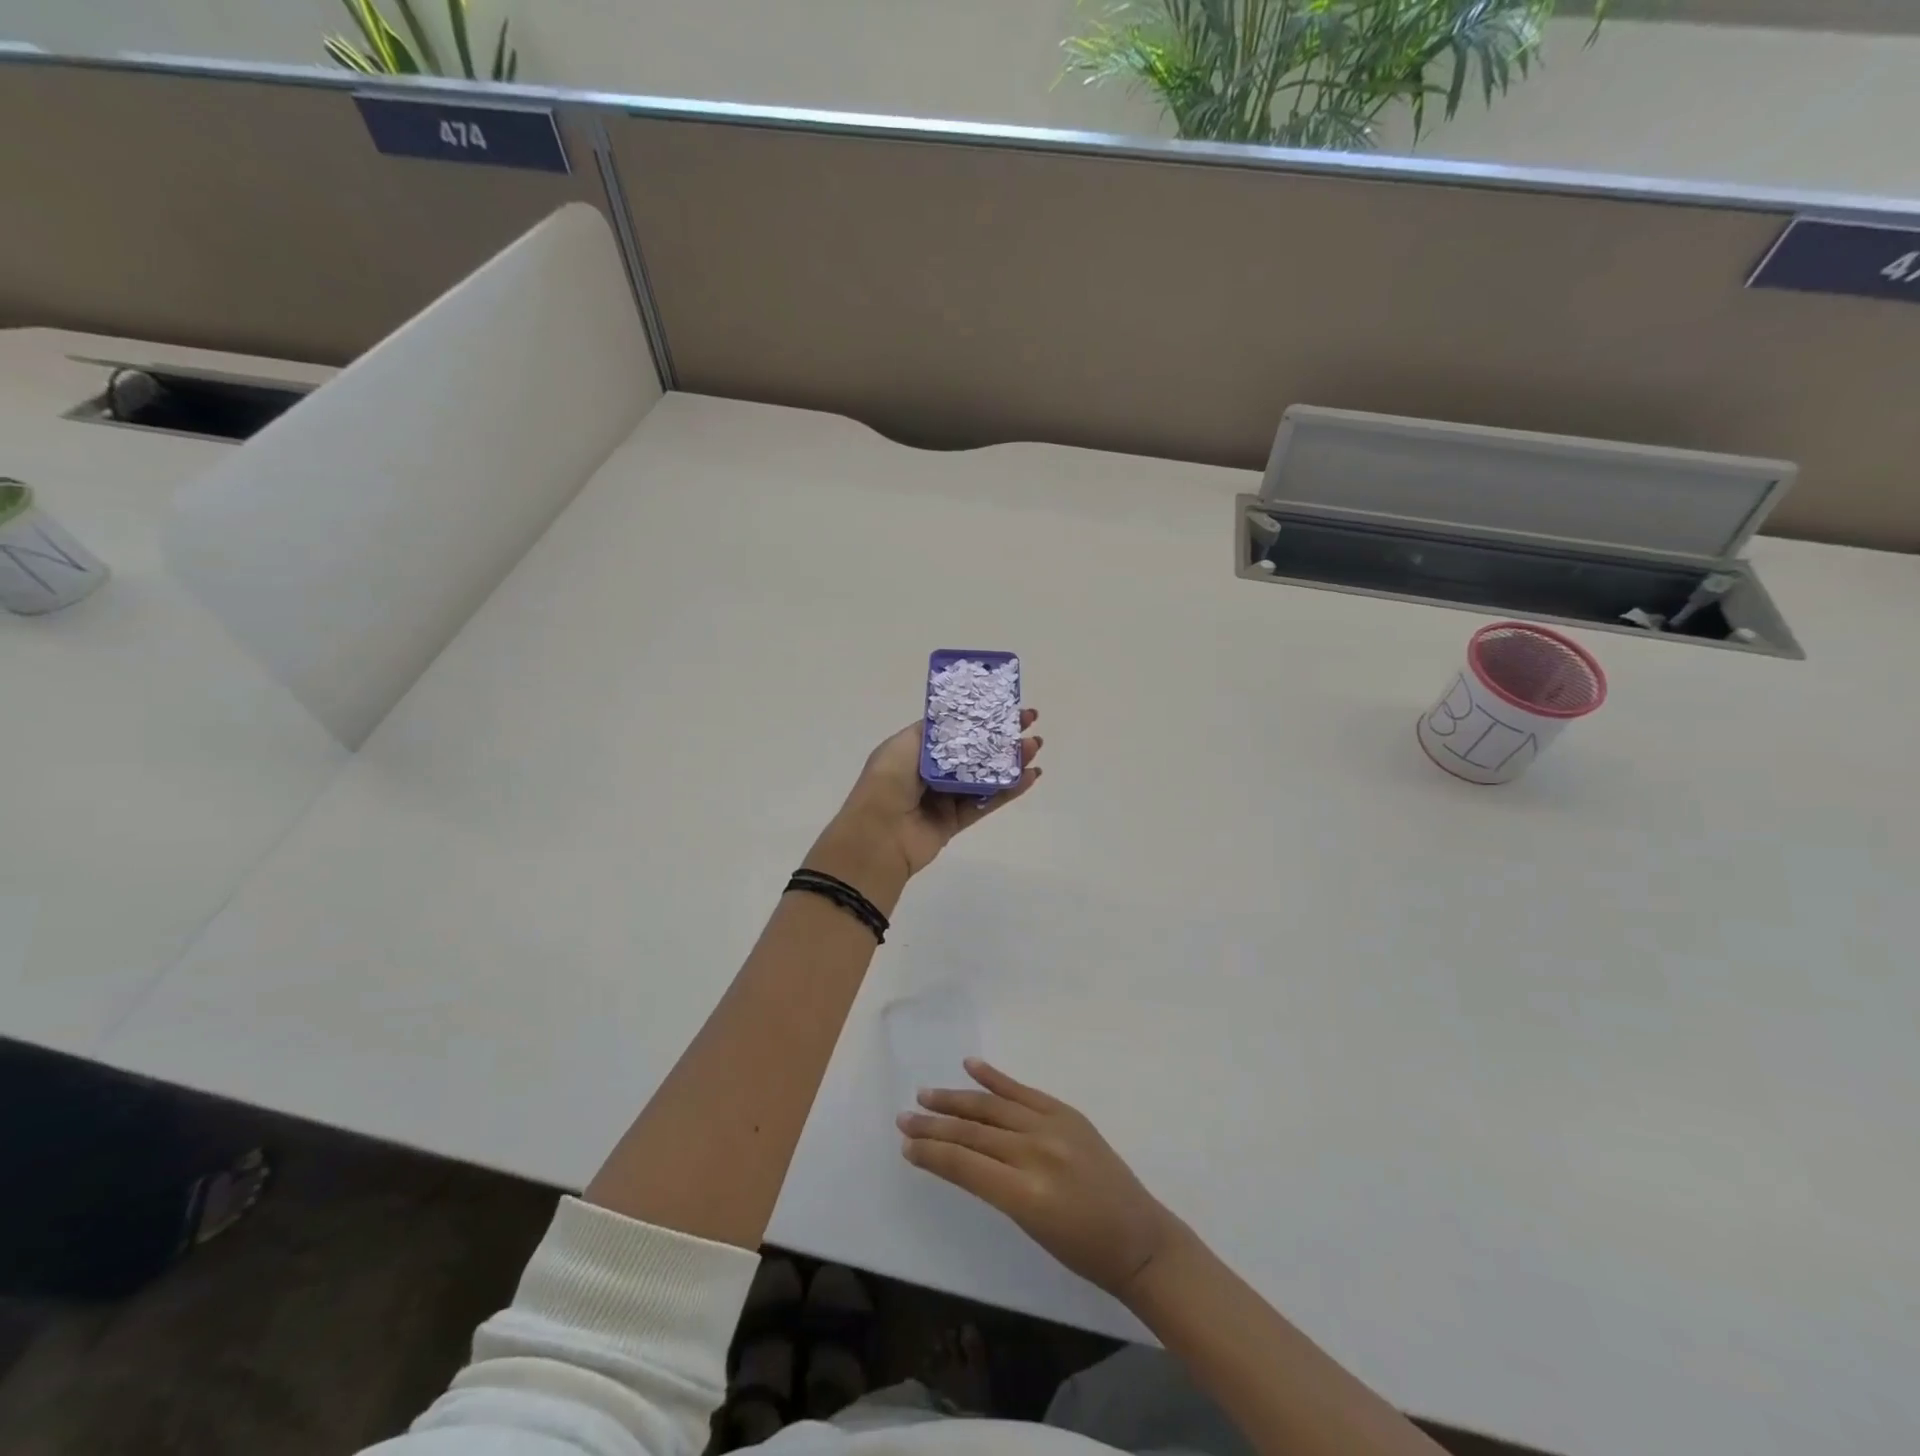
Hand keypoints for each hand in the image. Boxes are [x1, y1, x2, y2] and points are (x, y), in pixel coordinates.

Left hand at [814, 711, 1042, 892]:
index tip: (1007, 705)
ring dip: (1010, 761)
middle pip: (974, 750)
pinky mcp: (956, 821)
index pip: (955, 728)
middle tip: (1030, 723)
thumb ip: (936, 732)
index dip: (980, 716)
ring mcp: (944, 797)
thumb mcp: (905, 744)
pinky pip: (987, 803)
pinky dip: (1009, 790)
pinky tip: (1030, 777)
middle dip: (1001, 736)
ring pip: (985, 775)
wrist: (878, 836)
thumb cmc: (888, 782)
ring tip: (1035, 747)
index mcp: (915, 750)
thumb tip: (961, 718)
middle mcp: (931, 771)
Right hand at [898, 1058, 1184, 1300]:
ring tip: (926, 1094)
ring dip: (956, 1099)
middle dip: (934, 1125)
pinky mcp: (1067, 1113)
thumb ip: (994, 1186)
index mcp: (1025, 1192)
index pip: (965, 1164)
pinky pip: (1024, 1091)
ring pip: (993, 1107)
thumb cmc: (1081, 1250)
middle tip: (903, 1117)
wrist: (1138, 1238)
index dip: (932, 1153)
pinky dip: (996, 1078)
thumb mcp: (1029, 1226)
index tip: (906, 1146)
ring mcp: (1053, 1126)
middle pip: (973, 1132)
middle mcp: (1036, 1152)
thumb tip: (959, 1157)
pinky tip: (972, 1066)